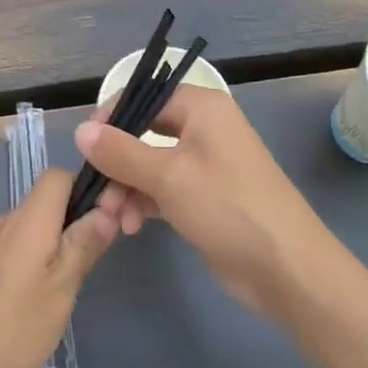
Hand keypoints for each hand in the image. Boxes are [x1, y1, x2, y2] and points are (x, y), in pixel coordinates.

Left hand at [0, 167, 116, 367]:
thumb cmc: (13, 328)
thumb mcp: (62, 288)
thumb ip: (83, 245)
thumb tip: (106, 209)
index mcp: (28, 219)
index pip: (58, 176)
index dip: (86, 189)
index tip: (107, 222)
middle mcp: (5, 222)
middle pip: (46, 202)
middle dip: (75, 222)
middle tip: (93, 262)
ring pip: (32, 228)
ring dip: (56, 245)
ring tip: (69, 287)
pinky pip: (16, 248)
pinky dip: (35, 260)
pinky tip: (39, 299)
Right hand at [76, 86, 330, 317]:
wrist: (287, 270)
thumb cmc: (228, 208)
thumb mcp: (168, 177)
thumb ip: (120, 152)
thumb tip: (80, 130)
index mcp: (202, 108)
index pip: (144, 98)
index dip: (112, 119)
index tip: (86, 149)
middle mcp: (204, 128)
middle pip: (143, 134)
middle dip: (117, 164)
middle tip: (99, 195)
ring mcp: (205, 164)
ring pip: (149, 165)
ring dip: (127, 189)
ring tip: (115, 220)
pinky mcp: (204, 197)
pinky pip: (162, 189)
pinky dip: (144, 203)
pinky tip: (131, 227)